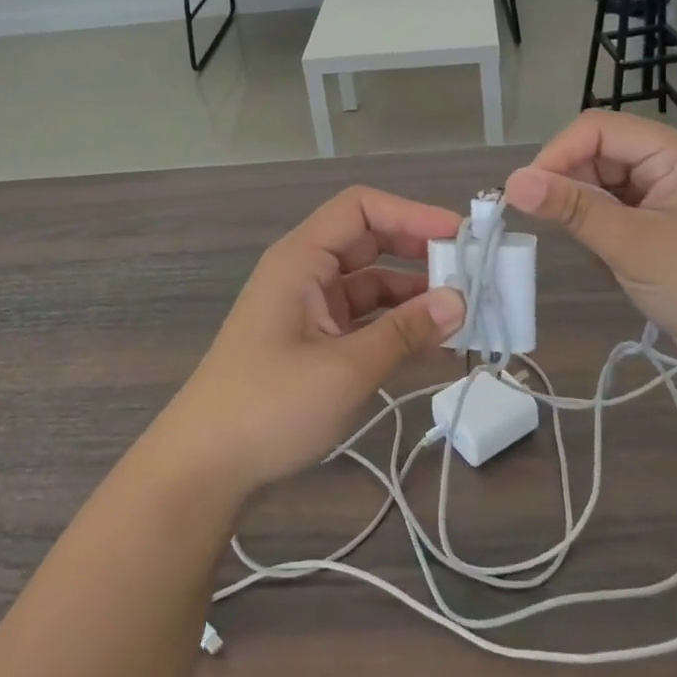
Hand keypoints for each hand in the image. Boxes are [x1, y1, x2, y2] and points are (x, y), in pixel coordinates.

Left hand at [154, 186, 465, 501]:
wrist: (203, 467)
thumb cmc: (268, 407)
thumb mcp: (345, 369)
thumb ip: (404, 332)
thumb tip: (460, 301)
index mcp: (301, 259)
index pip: (361, 209)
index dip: (412, 213)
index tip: (461, 237)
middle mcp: (305, 272)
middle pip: (369, 240)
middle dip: (420, 251)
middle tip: (472, 272)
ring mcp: (308, 306)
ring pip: (371, 281)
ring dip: (413, 293)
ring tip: (465, 312)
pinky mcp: (313, 339)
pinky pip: (363, 316)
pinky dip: (396, 323)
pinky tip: (432, 341)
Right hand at [503, 113, 676, 380]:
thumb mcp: (631, 244)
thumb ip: (572, 208)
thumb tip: (512, 182)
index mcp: (670, 152)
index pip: (596, 129)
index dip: (557, 153)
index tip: (526, 193)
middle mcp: (664, 165)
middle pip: (595, 154)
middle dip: (569, 186)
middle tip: (552, 226)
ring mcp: (661, 198)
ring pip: (597, 186)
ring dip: (583, 213)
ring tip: (593, 250)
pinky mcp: (656, 228)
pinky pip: (608, 213)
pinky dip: (596, 232)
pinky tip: (607, 261)